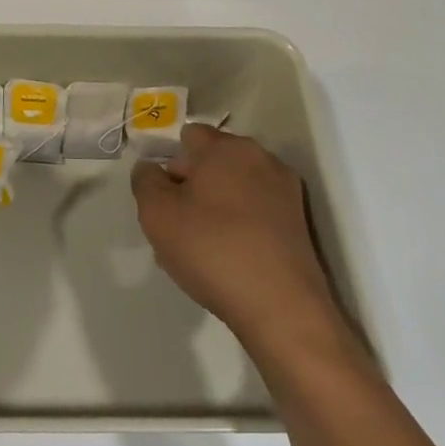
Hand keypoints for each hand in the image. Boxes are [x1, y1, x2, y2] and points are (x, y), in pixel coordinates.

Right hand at [132, 125, 361, 381]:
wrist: (282, 309)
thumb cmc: (212, 249)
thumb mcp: (156, 213)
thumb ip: (145, 181)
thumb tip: (151, 169)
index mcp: (228, 147)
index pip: (189, 136)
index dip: (168, 161)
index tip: (160, 195)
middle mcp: (262, 159)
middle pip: (213, 161)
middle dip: (190, 184)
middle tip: (174, 223)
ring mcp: (286, 192)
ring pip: (233, 189)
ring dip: (213, 207)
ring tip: (199, 246)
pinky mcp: (299, 224)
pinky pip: (255, 212)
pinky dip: (238, 225)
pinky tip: (226, 258)